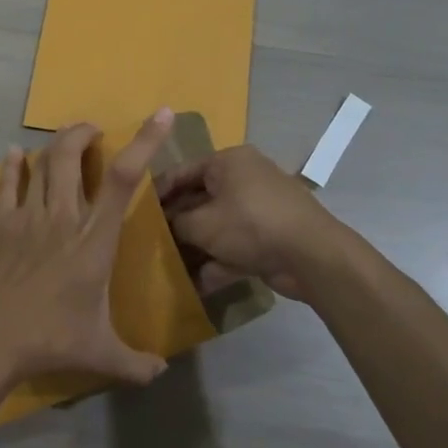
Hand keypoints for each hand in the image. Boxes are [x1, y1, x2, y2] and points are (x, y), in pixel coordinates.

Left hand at [0, 111, 175, 389]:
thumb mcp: (100, 354)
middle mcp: (63, 217)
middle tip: (95, 132)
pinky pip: (8, 184)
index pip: (124, 179)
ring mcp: (28, 217)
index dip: (145, 142)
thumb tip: (162, 373)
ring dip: (57, 144)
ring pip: (43, 163)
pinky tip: (16, 154)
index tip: (160, 116)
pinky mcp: (1, 224)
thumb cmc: (49, 340)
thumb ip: (135, 363)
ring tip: (68, 140)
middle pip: (71, 155)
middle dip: (85, 133)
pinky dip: (14, 165)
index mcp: (94, 239)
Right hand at [156, 144, 340, 300]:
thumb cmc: (251, 224)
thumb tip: (167, 226)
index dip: (157, 192)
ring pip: (217, 225)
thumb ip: (177, 223)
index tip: (135, 212)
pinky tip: (195, 285)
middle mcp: (244, 178)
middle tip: (149, 241)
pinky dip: (217, 262)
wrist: (312, 256)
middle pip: (200, 199)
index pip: (182, 171)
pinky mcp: (269, 237)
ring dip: (196, 246)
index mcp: (228, 161)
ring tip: (167, 265)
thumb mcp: (202, 223)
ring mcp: (258, 209)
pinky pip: (234, 246)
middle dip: (177, 223)